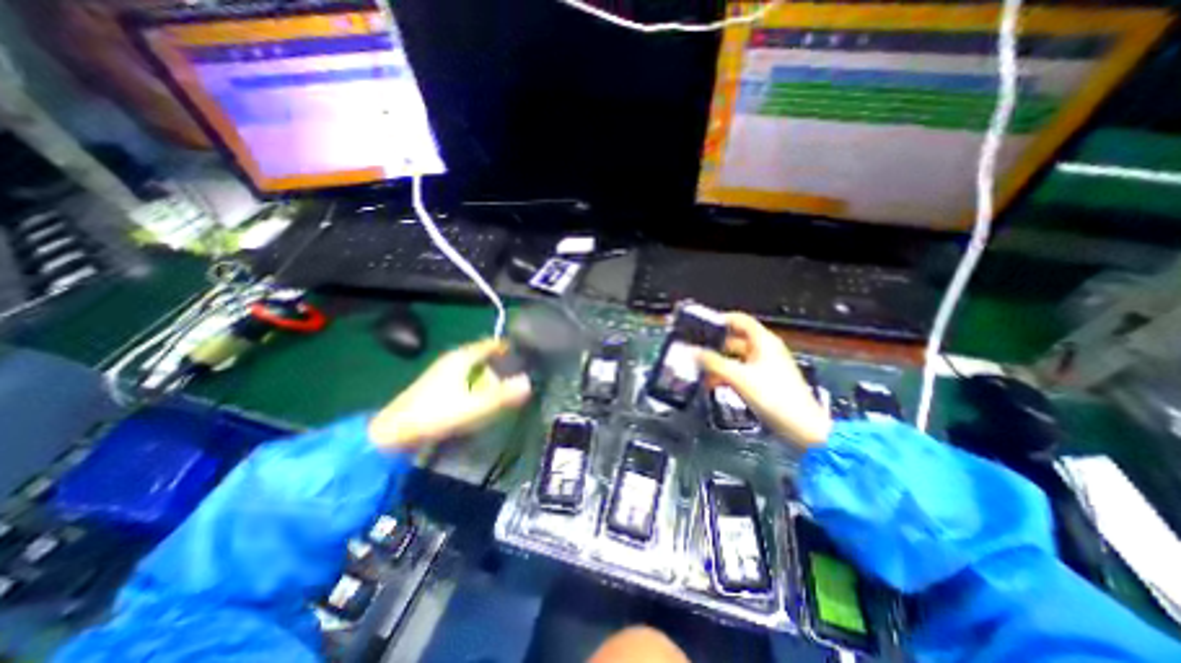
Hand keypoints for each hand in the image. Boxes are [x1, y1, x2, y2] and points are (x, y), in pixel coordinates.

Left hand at [371, 341, 531, 450]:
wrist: (395, 433)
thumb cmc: (437, 414)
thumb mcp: (475, 406)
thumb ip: (503, 395)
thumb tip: (528, 383)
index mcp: (461, 358)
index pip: (489, 344)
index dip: (506, 346)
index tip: (524, 352)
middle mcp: (452, 360)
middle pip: (482, 355)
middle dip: (500, 361)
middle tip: (518, 371)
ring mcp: (442, 372)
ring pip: (473, 367)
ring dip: (489, 373)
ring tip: (505, 384)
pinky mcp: (437, 385)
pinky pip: (465, 377)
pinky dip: (478, 382)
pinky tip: (482, 396)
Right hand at [699, 313, 827, 446]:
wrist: (802, 427)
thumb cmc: (772, 396)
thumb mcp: (738, 377)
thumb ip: (713, 362)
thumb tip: (692, 351)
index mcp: (763, 341)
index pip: (739, 320)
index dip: (720, 320)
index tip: (699, 325)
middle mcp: (765, 349)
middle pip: (735, 340)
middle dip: (714, 346)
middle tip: (694, 351)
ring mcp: (765, 366)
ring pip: (736, 358)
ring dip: (718, 363)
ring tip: (699, 370)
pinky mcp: (765, 381)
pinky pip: (741, 371)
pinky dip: (727, 375)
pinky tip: (712, 384)